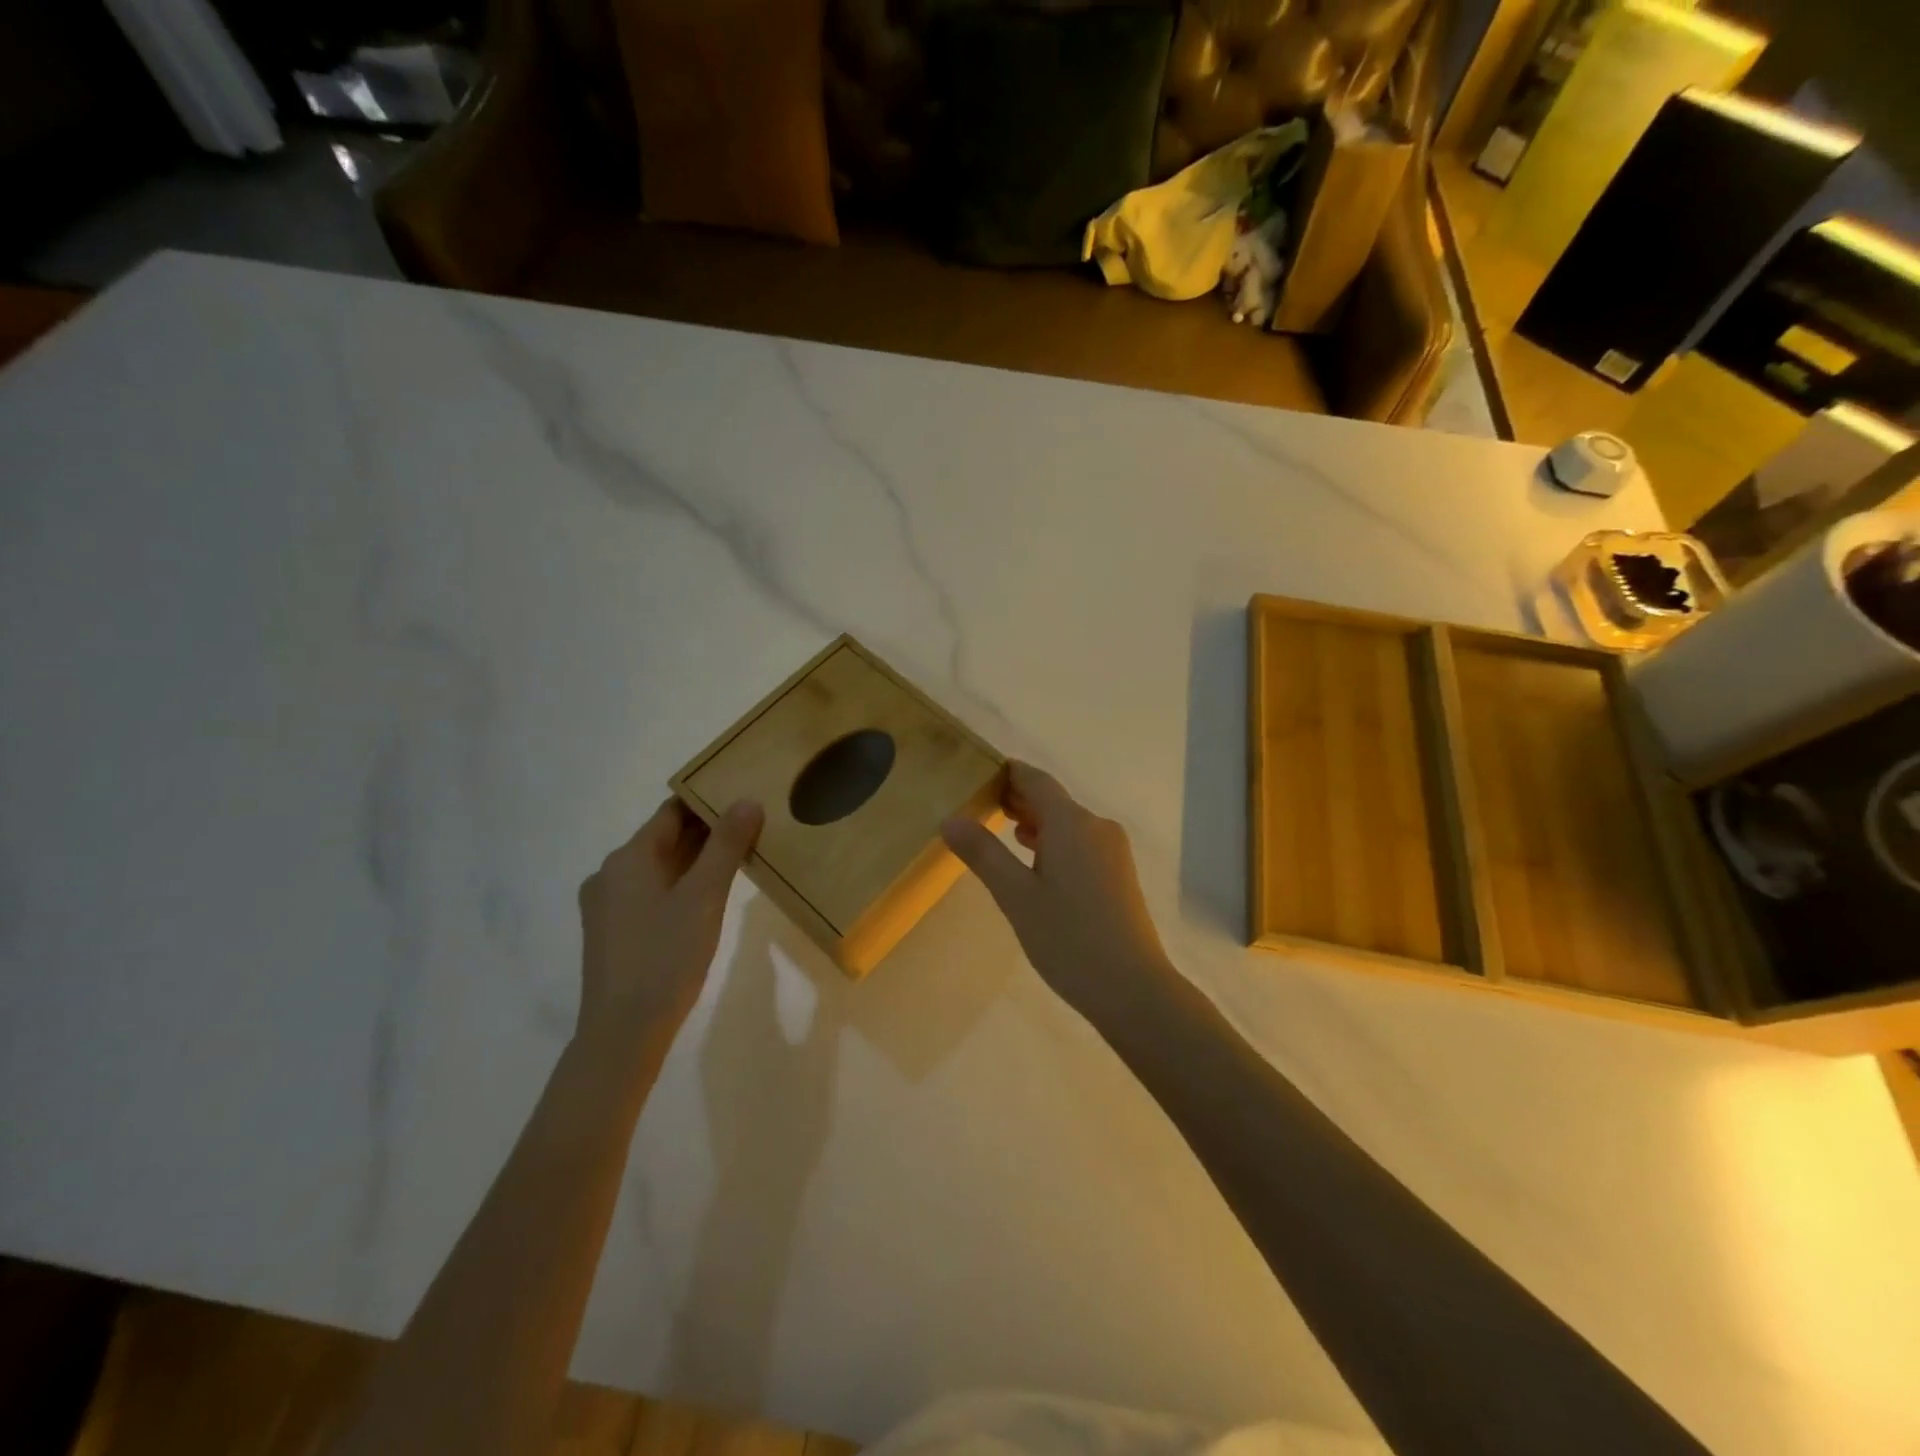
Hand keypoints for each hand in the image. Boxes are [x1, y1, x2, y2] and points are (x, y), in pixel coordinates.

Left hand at [577, 798, 762, 1043]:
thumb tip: (747, 801)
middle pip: (664, 839)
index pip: (672, 812)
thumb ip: (726, 846)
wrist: (622, 1033)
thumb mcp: (704, 897)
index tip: (744, 796)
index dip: (708, 801)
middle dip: (706, 832)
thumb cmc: (666, 957)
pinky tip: (706, 898)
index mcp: (628, 858)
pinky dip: (680, 885)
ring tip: (738, 858)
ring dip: (695, 860)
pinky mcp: (612, 933)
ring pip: (658, 868)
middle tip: (751, 826)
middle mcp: (610, 874)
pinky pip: (650, 893)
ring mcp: (607, 906)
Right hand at [942, 762, 1172, 1022]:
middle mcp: (1097, 827)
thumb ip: (983, 854)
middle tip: (982, 802)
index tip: (980, 772)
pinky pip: (1081, 843)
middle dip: (1019, 798)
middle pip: (1053, 800)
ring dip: (1037, 821)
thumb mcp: (1016, 896)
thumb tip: (951, 819)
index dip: (1009, 773)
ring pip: (1069, 823)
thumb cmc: (1069, 938)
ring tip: (1004, 830)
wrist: (1132, 988)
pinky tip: (1037, 862)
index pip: (1036, 780)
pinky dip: (1055, 841)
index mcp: (1072, 823)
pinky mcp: (1118, 874)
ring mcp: (1113, 851)